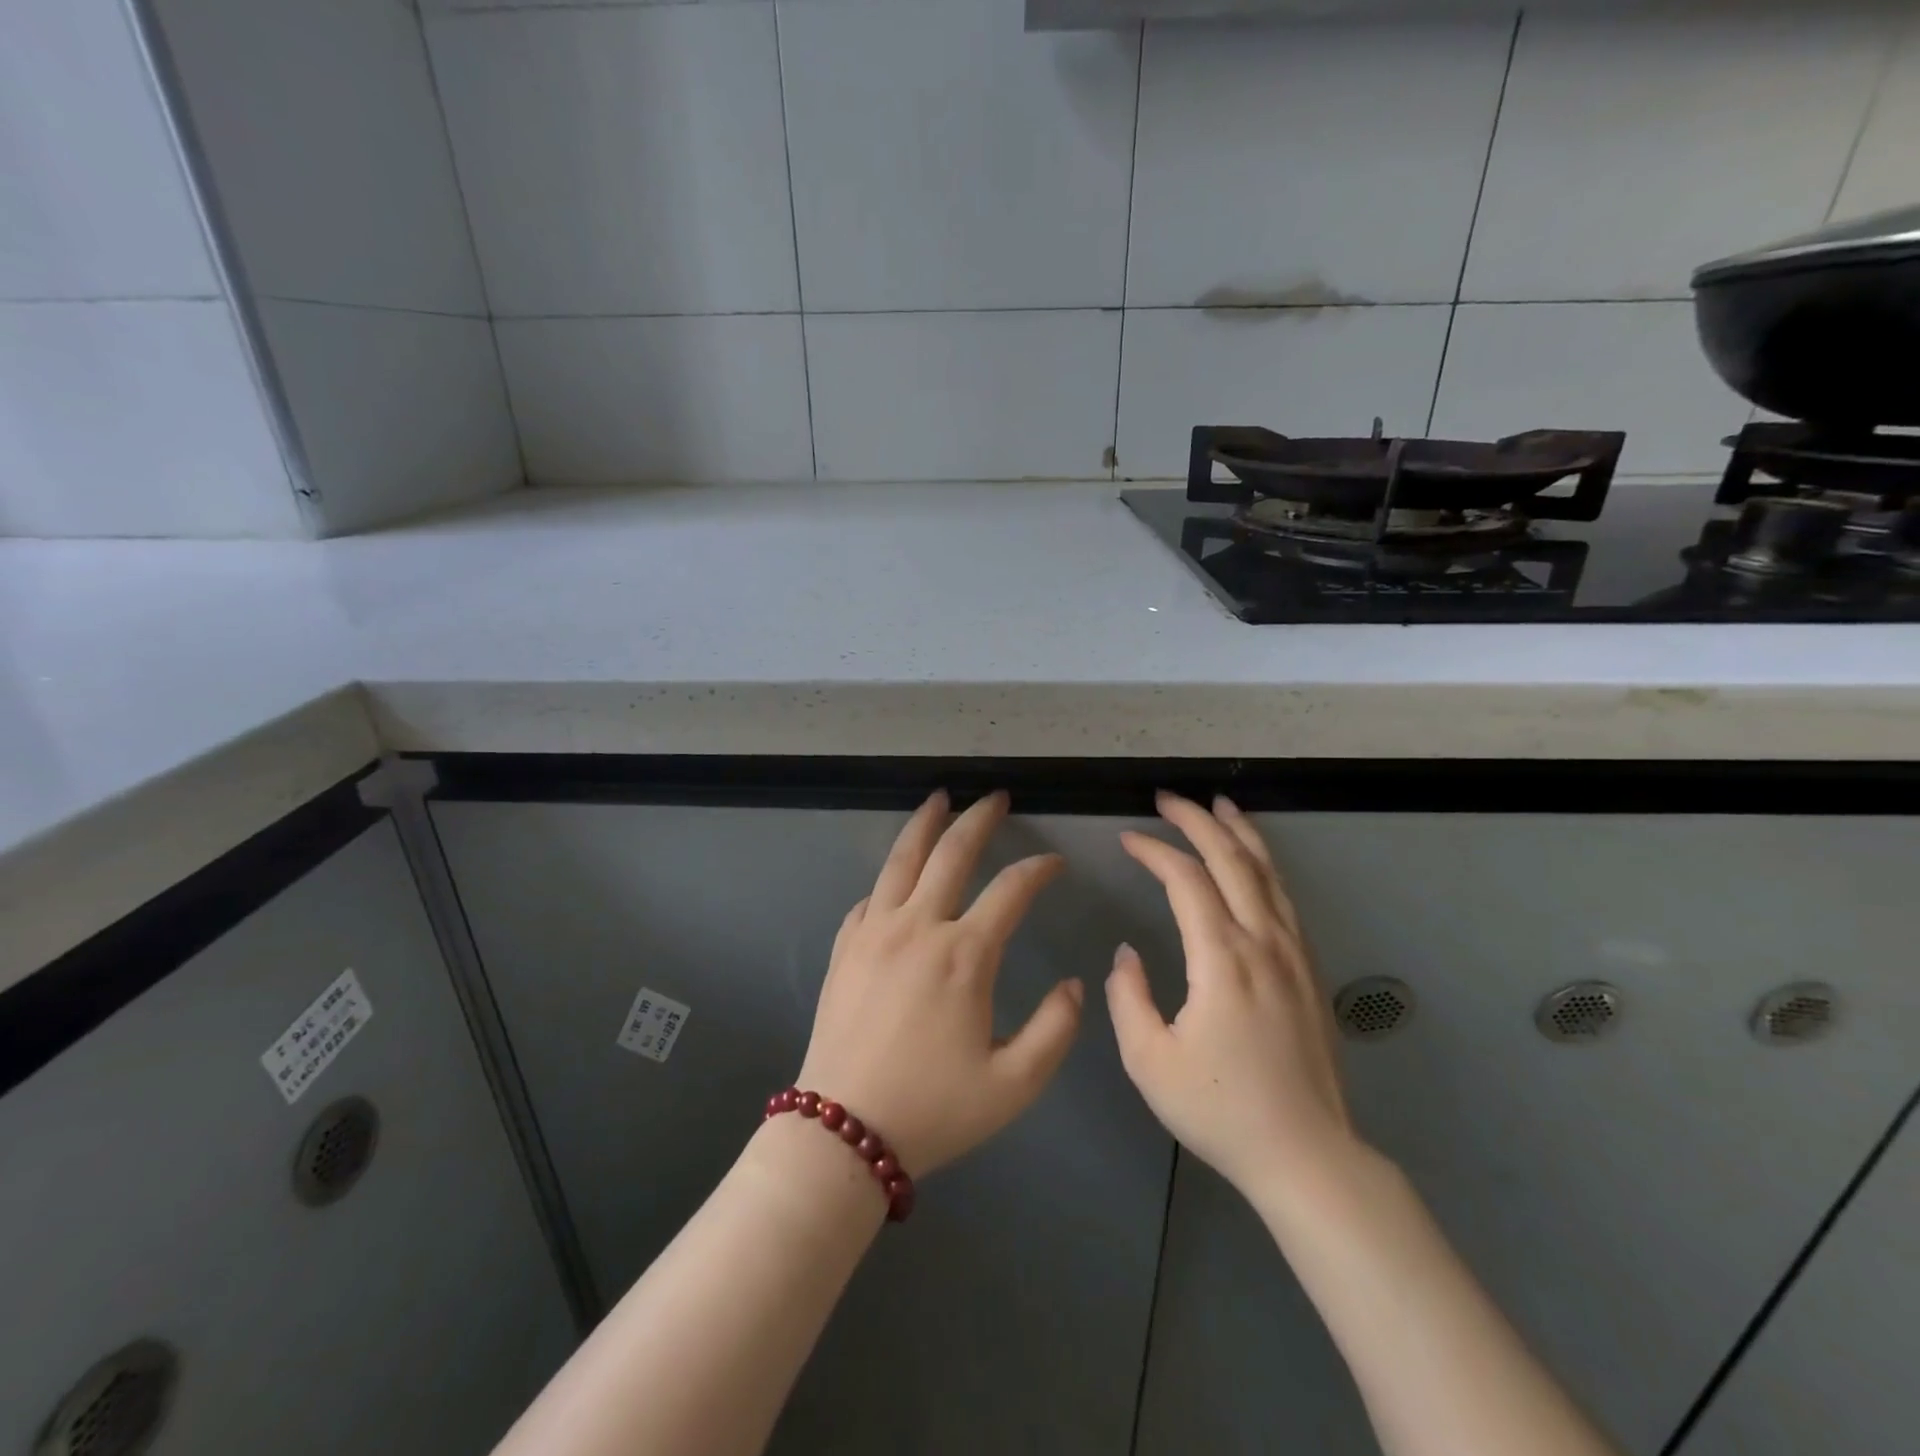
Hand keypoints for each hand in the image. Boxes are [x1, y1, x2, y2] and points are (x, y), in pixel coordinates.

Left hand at [796, 790, 1084, 1176]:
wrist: (842, 1132)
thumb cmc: (934, 1110)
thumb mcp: (1014, 1084)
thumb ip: (1056, 1030)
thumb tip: (1073, 984)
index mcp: (964, 955)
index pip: (1011, 890)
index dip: (1038, 870)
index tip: (1054, 863)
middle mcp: (918, 927)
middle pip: (952, 853)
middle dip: (979, 819)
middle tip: (994, 797)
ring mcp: (874, 931)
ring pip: (901, 859)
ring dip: (925, 823)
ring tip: (939, 798)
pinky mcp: (844, 946)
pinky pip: (870, 896)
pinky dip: (890, 877)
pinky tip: (896, 875)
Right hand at [1106, 792, 1361, 1202]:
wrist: (1308, 1157)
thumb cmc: (1221, 1111)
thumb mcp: (1149, 1061)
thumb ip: (1126, 997)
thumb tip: (1128, 953)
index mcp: (1221, 958)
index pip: (1186, 880)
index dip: (1155, 851)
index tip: (1126, 838)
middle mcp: (1262, 942)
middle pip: (1232, 860)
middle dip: (1198, 820)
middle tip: (1168, 798)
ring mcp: (1293, 953)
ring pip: (1267, 873)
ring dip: (1240, 833)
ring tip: (1220, 805)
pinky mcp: (1309, 970)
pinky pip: (1285, 898)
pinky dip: (1265, 865)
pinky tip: (1255, 862)